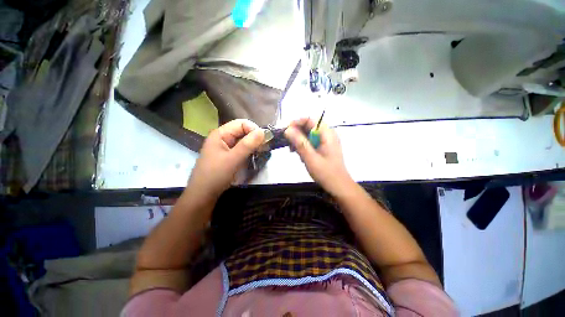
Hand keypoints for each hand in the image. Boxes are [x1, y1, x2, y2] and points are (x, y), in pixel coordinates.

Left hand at [187, 119, 264, 198]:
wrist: (203, 195)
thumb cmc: (215, 175)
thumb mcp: (233, 159)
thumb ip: (247, 145)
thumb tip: (263, 132)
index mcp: (221, 134)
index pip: (241, 124)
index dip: (253, 129)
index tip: (264, 140)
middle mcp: (223, 138)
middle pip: (243, 131)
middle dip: (255, 137)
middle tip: (264, 147)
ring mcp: (226, 147)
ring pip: (243, 141)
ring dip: (253, 145)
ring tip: (261, 152)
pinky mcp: (229, 156)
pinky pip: (241, 149)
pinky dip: (249, 151)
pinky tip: (254, 156)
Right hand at [284, 118, 352, 194]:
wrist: (339, 186)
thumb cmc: (326, 173)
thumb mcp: (310, 158)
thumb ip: (299, 143)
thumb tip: (287, 130)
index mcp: (327, 134)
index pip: (310, 120)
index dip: (297, 122)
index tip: (286, 131)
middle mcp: (327, 135)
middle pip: (309, 127)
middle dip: (297, 133)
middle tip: (287, 143)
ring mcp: (326, 142)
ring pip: (309, 135)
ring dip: (299, 141)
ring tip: (292, 150)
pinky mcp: (324, 148)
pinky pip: (311, 142)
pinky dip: (304, 146)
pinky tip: (299, 155)